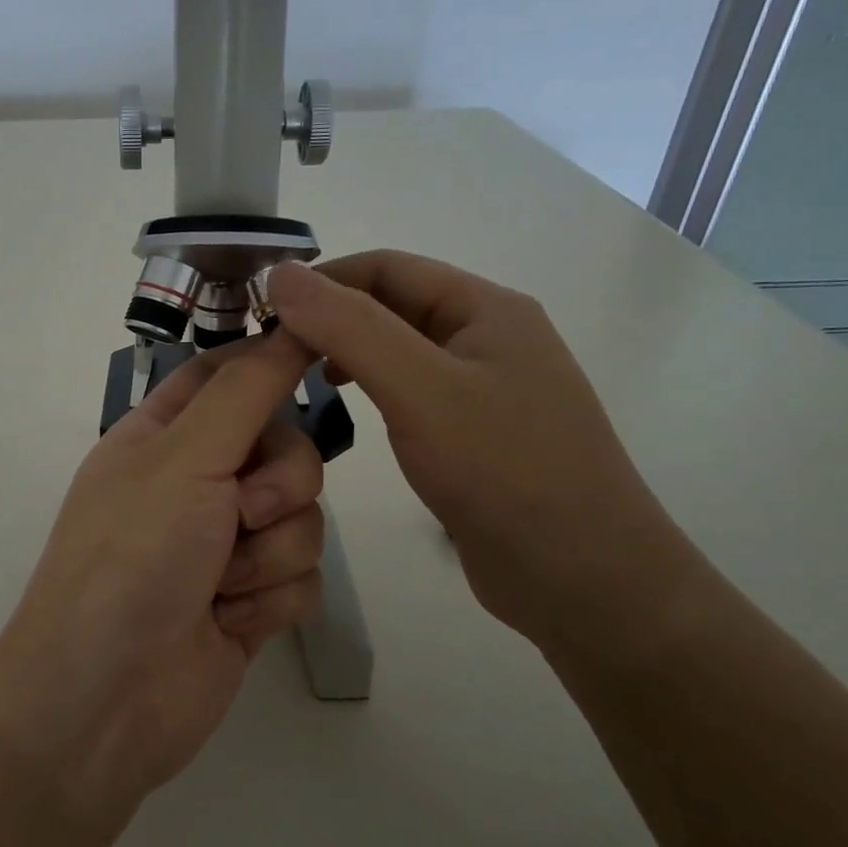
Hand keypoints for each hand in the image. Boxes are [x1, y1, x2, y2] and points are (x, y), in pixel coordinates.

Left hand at [0, 332, 324, 817]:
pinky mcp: (249, 601)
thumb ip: (246, 390)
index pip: (227, 374)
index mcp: (164, 437)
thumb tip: (289, 322)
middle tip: (242, 512)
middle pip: (285, 449)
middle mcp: (194, 483)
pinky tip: (228, 623)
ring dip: (270, 553)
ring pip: (302, 517)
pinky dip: (270, 599)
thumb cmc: (132, 556)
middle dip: (280, 484)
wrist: (107, 697)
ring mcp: (223, 545)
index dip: (270, 363)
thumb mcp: (185, 457)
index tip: (321, 354)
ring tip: (222, 584)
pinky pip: (302, 577)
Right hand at [268, 254, 695, 651]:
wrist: (584, 579)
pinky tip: (349, 412)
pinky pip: (411, 392)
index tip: (264, 311)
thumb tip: (282, 274)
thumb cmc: (504, 471)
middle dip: (331, 317)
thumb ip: (350, 328)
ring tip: (300, 377)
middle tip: (272, 350)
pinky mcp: (476, 433)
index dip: (322, 279)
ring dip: (348, 352)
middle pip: (393, 305)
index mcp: (485, 308)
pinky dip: (371, 389)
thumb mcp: (420, 390)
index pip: (386, 267)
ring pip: (399, 349)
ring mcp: (484, 387)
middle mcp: (487, 337)